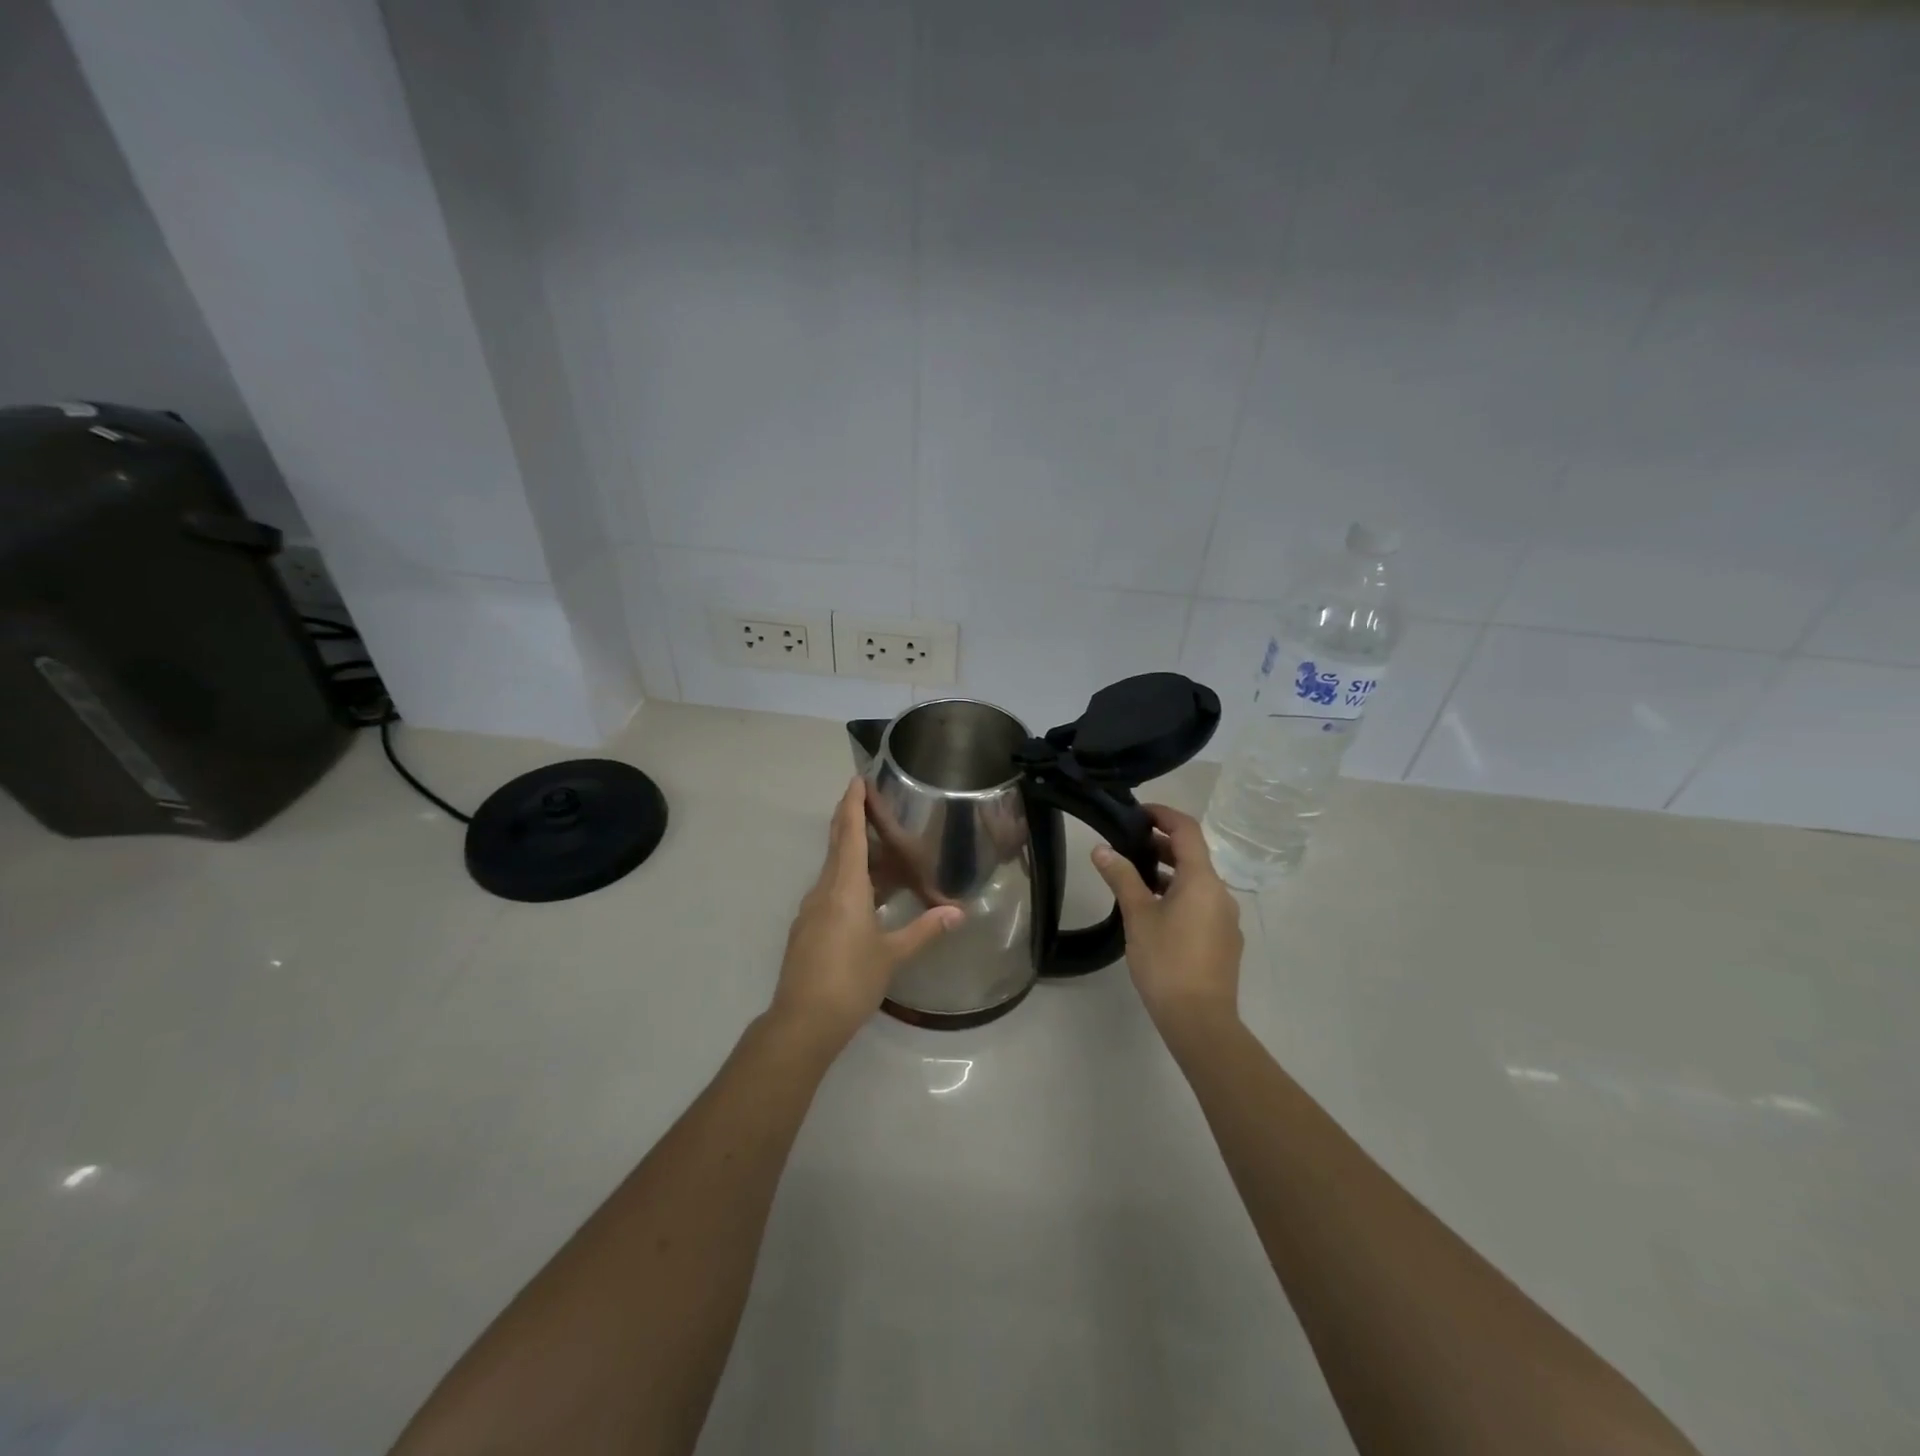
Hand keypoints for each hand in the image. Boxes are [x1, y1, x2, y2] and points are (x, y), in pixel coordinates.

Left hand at [770, 778, 963, 1051]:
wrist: (802, 1021)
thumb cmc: (850, 980)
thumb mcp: (893, 954)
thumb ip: (925, 929)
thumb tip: (958, 911)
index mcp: (845, 886)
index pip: (849, 833)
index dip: (852, 804)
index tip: (857, 780)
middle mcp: (824, 889)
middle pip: (839, 845)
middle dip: (853, 820)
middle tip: (873, 803)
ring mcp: (811, 909)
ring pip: (835, 870)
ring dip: (855, 855)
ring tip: (885, 853)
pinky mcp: (807, 928)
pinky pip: (831, 891)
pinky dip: (850, 881)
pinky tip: (869, 897)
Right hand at [1091, 805, 1242, 1035]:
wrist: (1200, 1020)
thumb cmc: (1166, 961)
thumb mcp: (1138, 915)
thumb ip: (1122, 877)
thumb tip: (1102, 849)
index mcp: (1202, 880)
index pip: (1187, 830)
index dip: (1164, 814)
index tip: (1138, 812)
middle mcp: (1221, 893)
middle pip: (1193, 855)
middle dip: (1162, 844)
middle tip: (1128, 844)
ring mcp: (1226, 918)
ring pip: (1197, 882)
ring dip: (1169, 872)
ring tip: (1136, 878)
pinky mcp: (1225, 941)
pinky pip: (1202, 904)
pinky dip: (1179, 895)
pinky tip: (1155, 913)